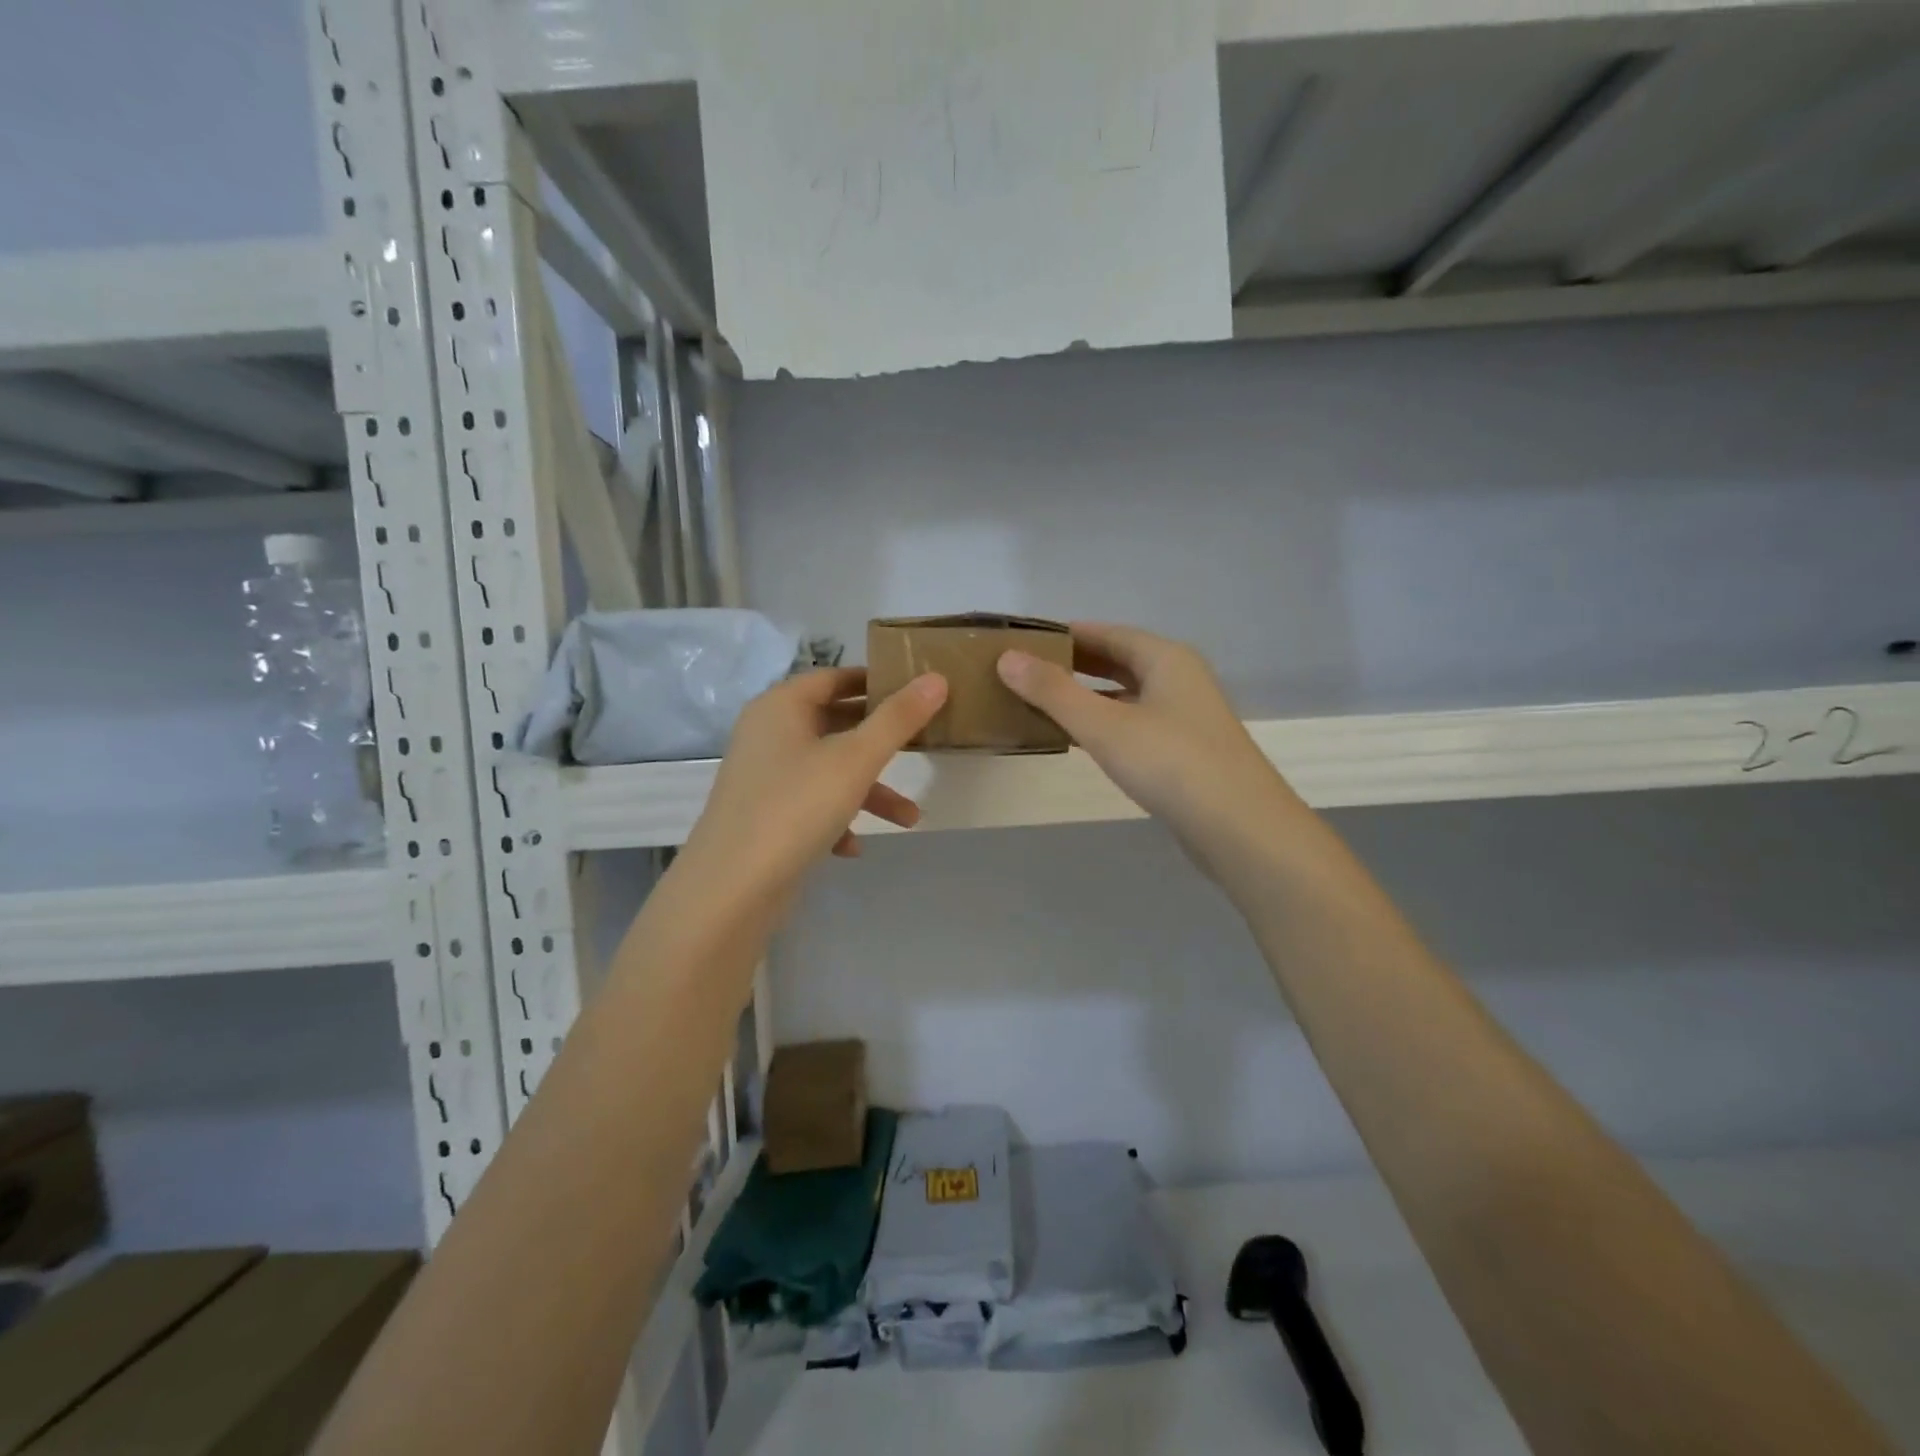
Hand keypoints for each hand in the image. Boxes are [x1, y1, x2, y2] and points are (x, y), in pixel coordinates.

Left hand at [679, 667, 947, 902]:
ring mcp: (764, 777)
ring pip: (827, 770)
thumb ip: (898, 719)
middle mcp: (768, 734)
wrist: (731, 888)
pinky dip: (837, 819)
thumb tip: (936, 678)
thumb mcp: (856, 759)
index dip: (874, 681)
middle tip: (921, 745)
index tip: (915, 692)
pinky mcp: (763, 815)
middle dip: (880, 743)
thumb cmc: (796, 807)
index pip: (833, 677)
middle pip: (833, 723)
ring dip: (868, 790)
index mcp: (781, 706)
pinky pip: (809, 805)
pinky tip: (854, 848)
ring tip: (910, 819)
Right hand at [997, 624, 1297, 874]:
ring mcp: (1187, 717)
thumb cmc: (1170, 764)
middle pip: (1120, 661)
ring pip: (1129, 695)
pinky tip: (1081, 739)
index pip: (1107, 632)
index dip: (1066, 634)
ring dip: (1090, 696)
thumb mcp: (1104, 725)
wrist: (1240, 829)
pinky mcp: (1186, 751)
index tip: (1026, 641)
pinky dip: (1106, 724)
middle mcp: (1180, 679)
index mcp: (1166, 658)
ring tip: (1045, 703)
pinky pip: (1136, 723)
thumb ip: (1053, 691)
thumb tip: (1007, 658)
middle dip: (1076, 664)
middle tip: (1028, 671)